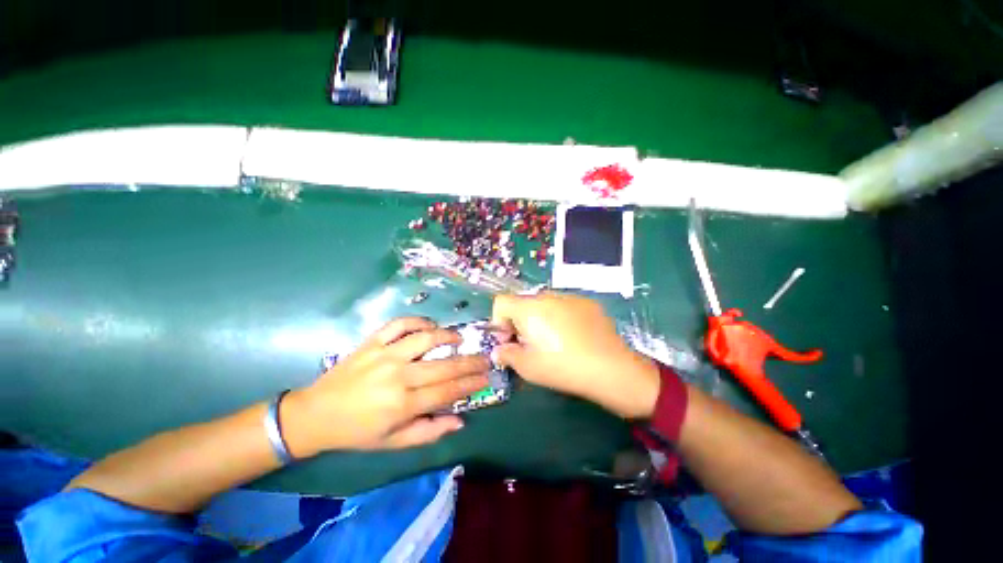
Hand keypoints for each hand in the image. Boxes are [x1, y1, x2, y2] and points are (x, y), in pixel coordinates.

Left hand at [283, 318, 490, 454]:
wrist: (316, 414)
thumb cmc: (357, 432)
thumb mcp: (393, 442)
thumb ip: (428, 431)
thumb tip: (459, 420)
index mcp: (402, 405)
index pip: (447, 391)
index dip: (470, 384)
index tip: (486, 377)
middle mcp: (397, 376)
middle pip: (443, 365)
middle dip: (469, 362)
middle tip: (484, 358)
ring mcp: (384, 355)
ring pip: (425, 339)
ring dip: (447, 335)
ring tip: (459, 338)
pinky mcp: (372, 342)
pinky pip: (399, 324)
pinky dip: (417, 321)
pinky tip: (429, 325)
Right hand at [491, 293, 659, 418]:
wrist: (612, 369)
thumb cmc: (563, 367)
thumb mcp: (527, 367)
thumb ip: (506, 354)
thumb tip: (499, 350)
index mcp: (529, 308)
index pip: (501, 302)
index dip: (499, 322)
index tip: (510, 341)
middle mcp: (548, 295)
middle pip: (523, 303)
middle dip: (520, 322)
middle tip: (531, 345)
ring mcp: (570, 297)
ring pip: (544, 304)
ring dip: (540, 319)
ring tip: (555, 342)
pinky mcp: (588, 303)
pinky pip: (564, 306)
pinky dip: (560, 318)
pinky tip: (574, 338)